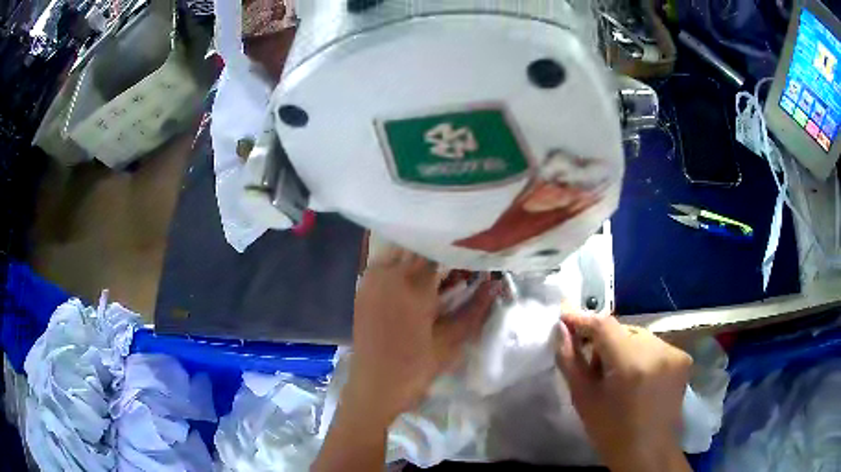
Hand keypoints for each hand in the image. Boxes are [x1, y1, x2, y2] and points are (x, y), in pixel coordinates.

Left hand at [345, 248, 499, 425]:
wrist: (374, 386)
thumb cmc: (415, 368)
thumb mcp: (451, 341)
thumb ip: (475, 309)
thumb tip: (496, 284)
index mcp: (414, 286)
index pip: (438, 251)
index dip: (456, 251)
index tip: (470, 255)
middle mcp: (389, 275)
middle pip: (416, 246)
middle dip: (437, 250)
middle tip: (454, 262)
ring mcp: (371, 280)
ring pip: (398, 251)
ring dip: (417, 254)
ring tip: (435, 266)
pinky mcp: (362, 289)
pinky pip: (383, 263)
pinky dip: (399, 263)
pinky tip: (412, 277)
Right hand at [555, 313, 692, 471]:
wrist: (648, 452)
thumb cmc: (610, 431)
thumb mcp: (583, 399)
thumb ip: (570, 360)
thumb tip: (561, 330)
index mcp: (630, 363)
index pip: (604, 325)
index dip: (583, 319)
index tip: (565, 316)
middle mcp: (657, 350)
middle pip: (623, 330)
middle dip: (605, 341)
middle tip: (594, 366)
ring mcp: (674, 353)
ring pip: (639, 336)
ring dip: (624, 348)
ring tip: (618, 375)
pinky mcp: (684, 358)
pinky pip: (655, 346)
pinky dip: (642, 355)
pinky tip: (639, 378)